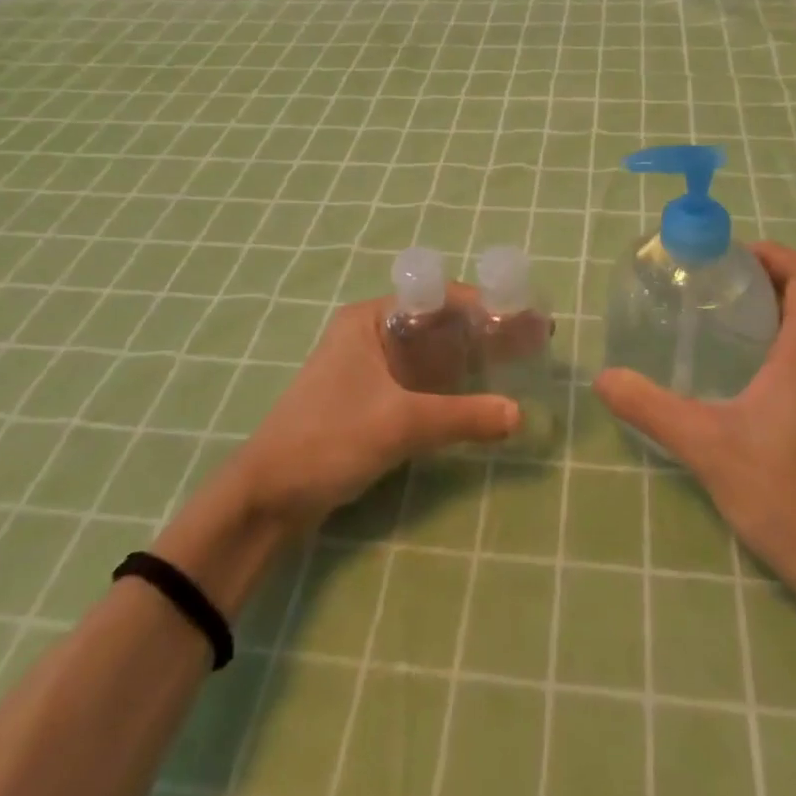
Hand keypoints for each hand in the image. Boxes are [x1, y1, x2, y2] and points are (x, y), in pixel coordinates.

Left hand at [224, 289, 519, 531]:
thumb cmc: (329, 439)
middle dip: (481, 333)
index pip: (437, 297)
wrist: (267, 498)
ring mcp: (368, 367)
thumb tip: (518, 414)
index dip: (482, 306)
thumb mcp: (400, 424)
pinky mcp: (369, 399)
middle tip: (528, 343)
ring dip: (468, 359)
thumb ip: (462, 417)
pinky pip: (419, 381)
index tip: (522, 318)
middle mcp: (370, 333)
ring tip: (514, 365)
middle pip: (437, 324)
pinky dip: (449, 385)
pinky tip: (478, 396)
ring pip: (429, 354)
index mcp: (370, 319)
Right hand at [594, 242, 795, 629]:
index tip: (733, 257)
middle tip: (715, 292)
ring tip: (726, 338)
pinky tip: (753, 398)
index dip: (775, 253)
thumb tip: (604, 378)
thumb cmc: (786, 495)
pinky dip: (788, 360)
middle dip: (764, 285)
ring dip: (776, 323)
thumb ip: (651, 408)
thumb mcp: (706, 446)